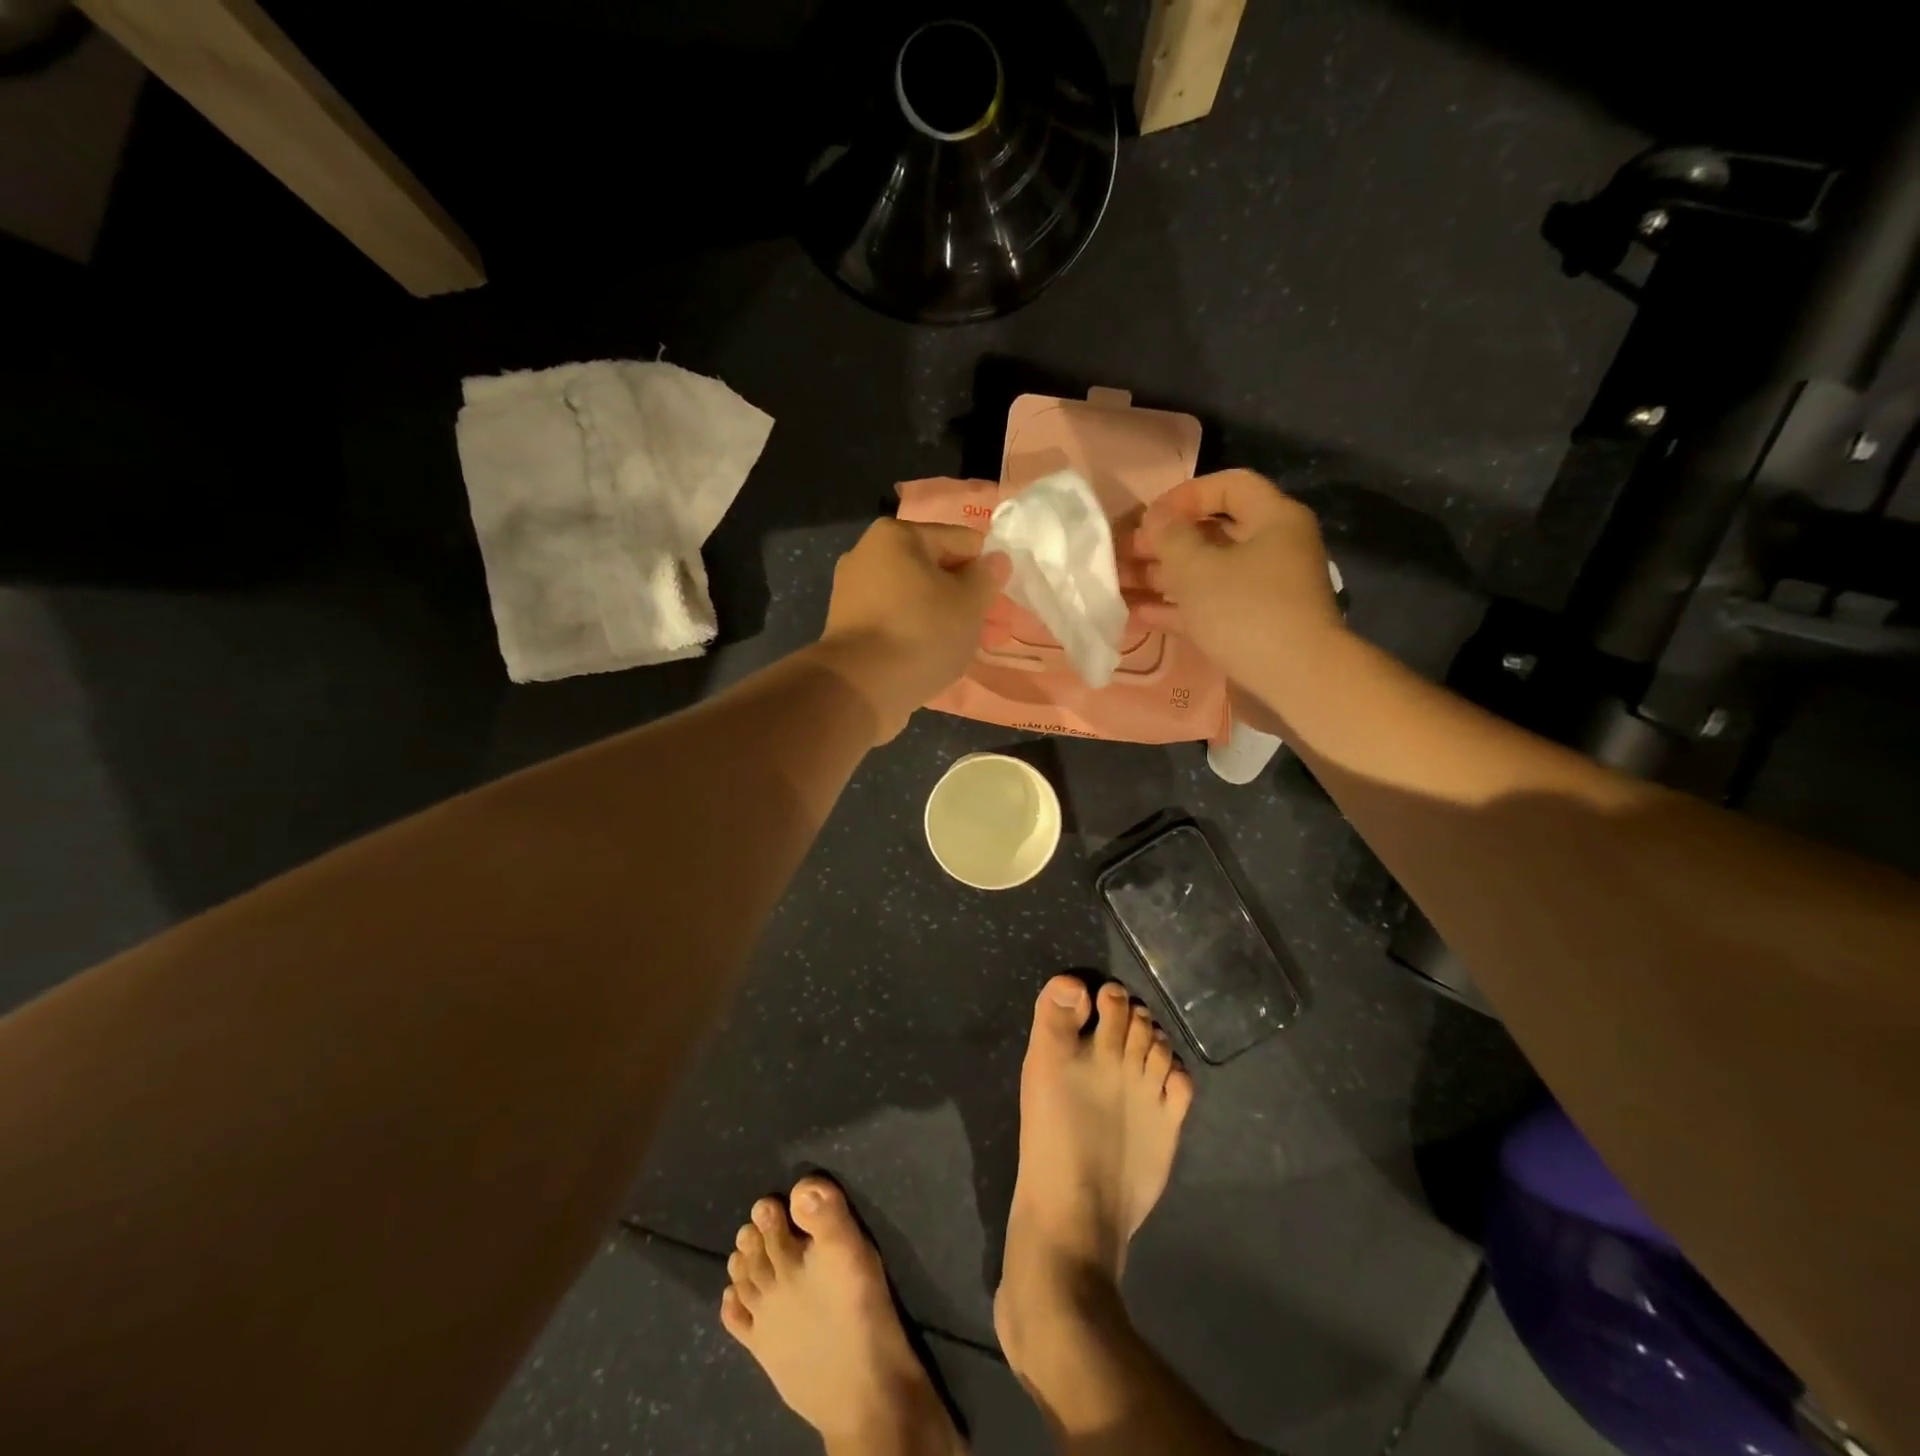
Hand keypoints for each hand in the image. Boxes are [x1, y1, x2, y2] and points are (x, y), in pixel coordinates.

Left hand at [816, 518, 1002, 741]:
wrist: (860, 688)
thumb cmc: (921, 633)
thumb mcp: (969, 602)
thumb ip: (987, 577)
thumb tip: (995, 560)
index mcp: (896, 536)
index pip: (961, 541)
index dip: (988, 569)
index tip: (1002, 600)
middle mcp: (868, 555)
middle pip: (936, 571)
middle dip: (966, 599)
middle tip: (991, 630)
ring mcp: (853, 594)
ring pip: (917, 600)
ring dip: (945, 619)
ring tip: (968, 648)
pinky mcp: (850, 629)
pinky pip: (897, 623)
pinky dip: (919, 635)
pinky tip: (936, 657)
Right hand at [1133, 469, 1344, 698]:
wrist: (1296, 680)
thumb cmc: (1246, 611)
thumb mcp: (1199, 569)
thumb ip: (1171, 537)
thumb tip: (1157, 517)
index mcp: (1272, 519)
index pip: (1229, 485)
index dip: (1185, 495)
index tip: (1150, 518)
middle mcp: (1271, 548)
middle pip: (1211, 532)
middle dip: (1164, 542)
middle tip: (1123, 553)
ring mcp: (1261, 590)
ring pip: (1205, 572)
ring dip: (1162, 576)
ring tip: (1119, 583)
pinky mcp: (1250, 625)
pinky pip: (1207, 606)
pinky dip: (1175, 607)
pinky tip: (1138, 613)